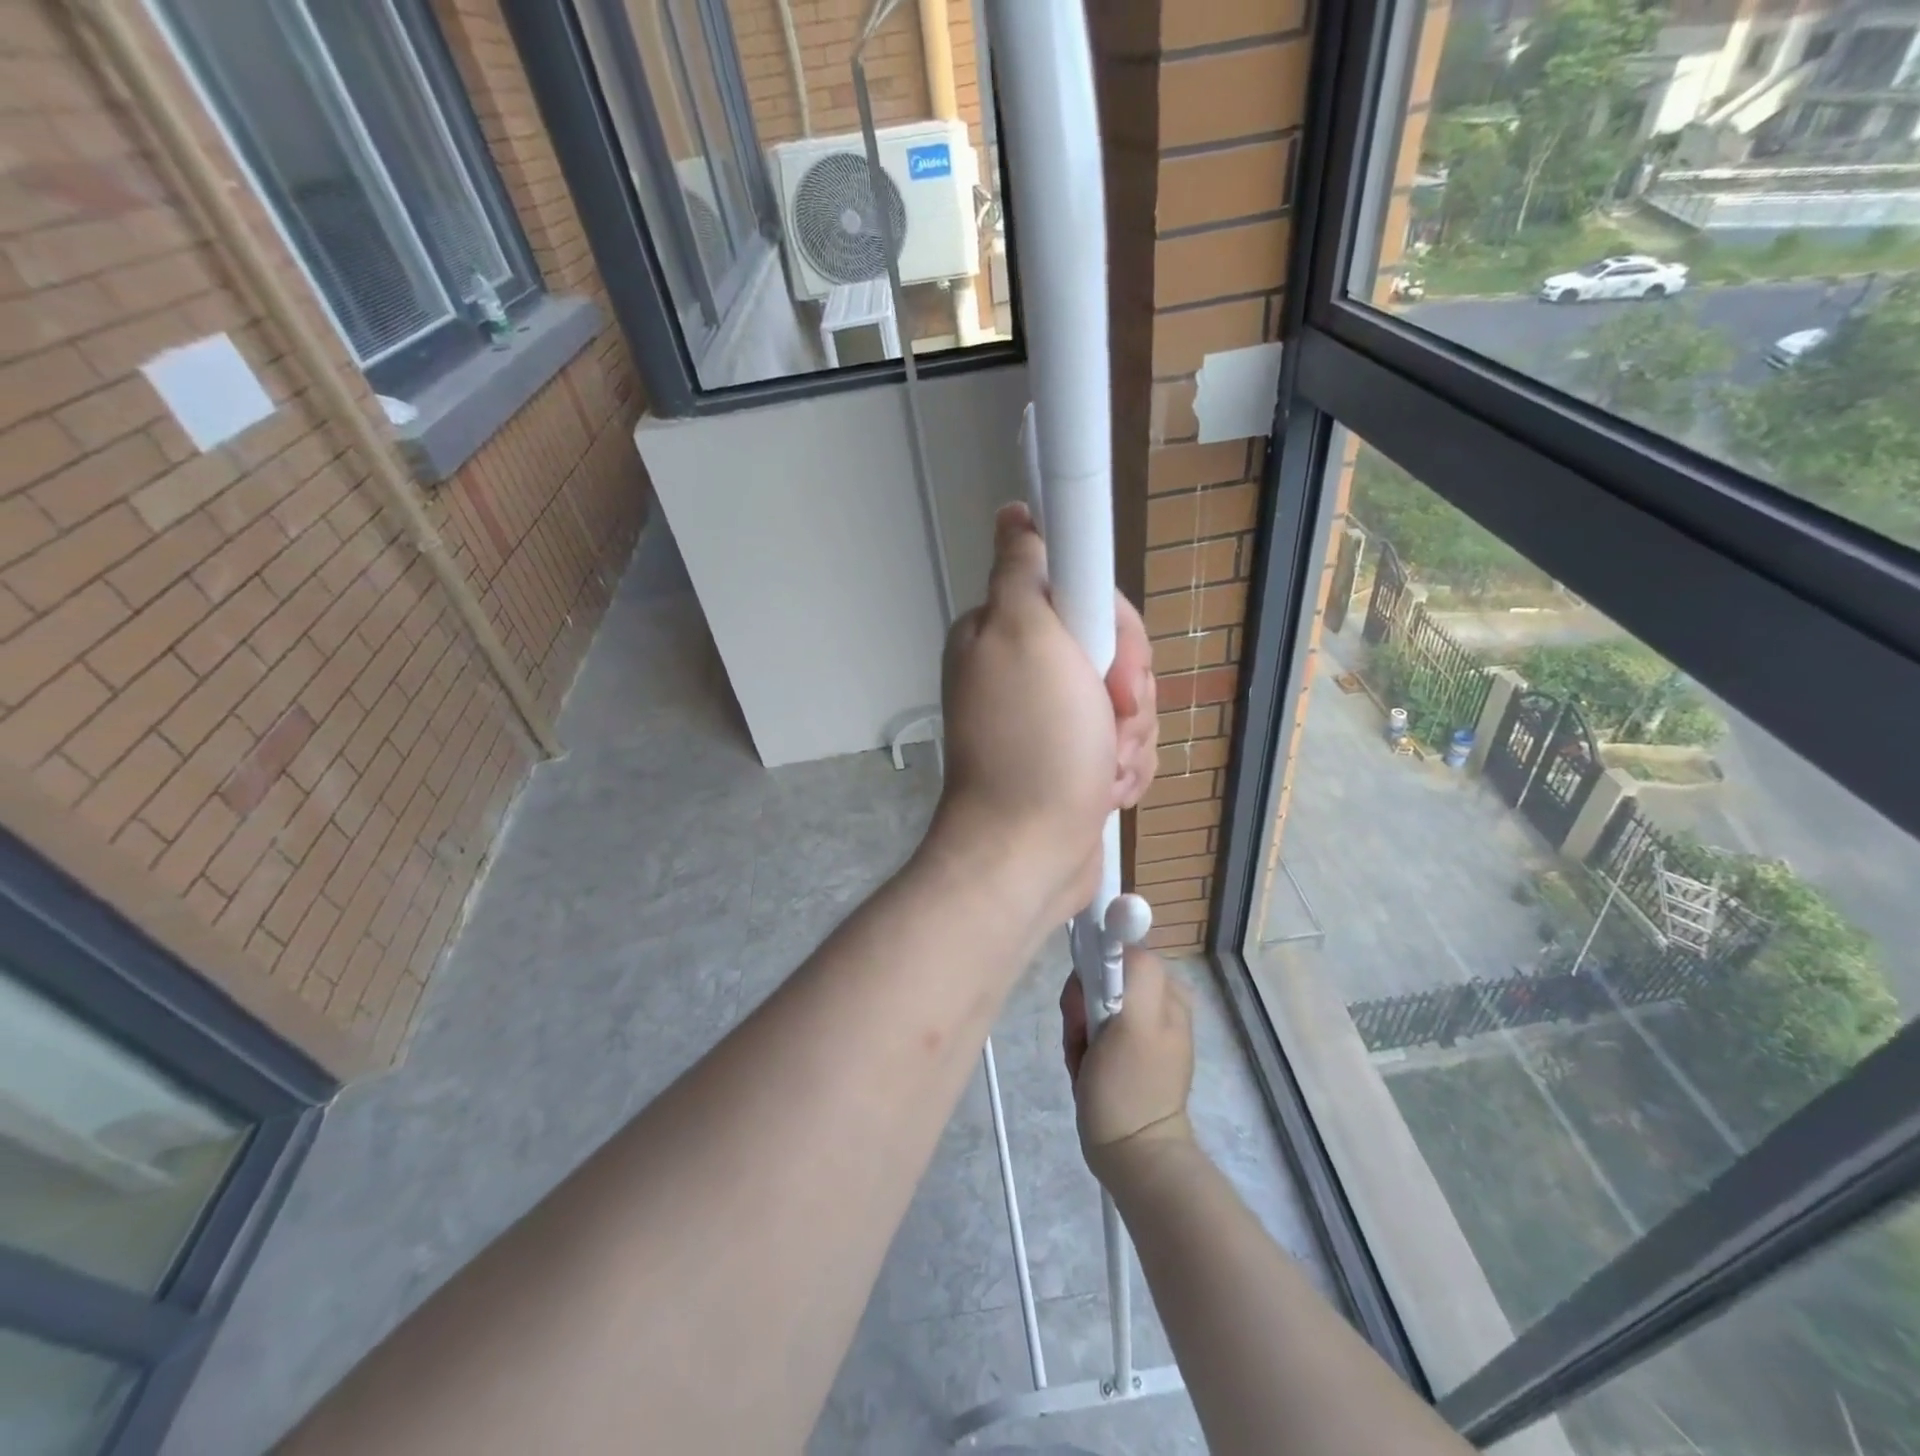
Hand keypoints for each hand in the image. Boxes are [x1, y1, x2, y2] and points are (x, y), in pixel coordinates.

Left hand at [933, 503, 1156, 924]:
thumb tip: (1013, 515)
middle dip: (1126, 692)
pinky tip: (1103, 790)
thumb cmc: (1033, 744)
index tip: (1110, 667)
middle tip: (1108, 720)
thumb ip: (1022, 569)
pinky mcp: (1075, 760)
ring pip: (1126, 702)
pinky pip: (1124, 745)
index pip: (1086, 598)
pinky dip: (1124, 769)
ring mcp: (1053, 720)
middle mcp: (1027, 672)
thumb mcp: (1024, 635)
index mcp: (1007, 633)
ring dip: (1128, 737)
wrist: (1028, 853)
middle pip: (1113, 651)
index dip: (1114, 630)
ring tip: (1102, 766)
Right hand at [1060, 950, 1194, 1189]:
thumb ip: (1137, 970)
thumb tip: (1125, 930)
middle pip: (1099, 978)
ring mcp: (1138, 1028)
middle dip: (1081, 1006)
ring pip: (1088, 1005)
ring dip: (1077, 1030)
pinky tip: (1085, 1070)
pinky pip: (1088, 1030)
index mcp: (1165, 989)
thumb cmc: (1131, 1087)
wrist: (1132, 1155)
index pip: (1115, 953)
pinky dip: (1079, 1047)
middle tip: (1082, 1036)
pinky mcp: (1121, 1052)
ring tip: (1084, 1061)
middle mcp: (1155, 1001)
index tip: (1084, 1005)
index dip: (1092, 974)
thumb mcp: (1137, 1021)